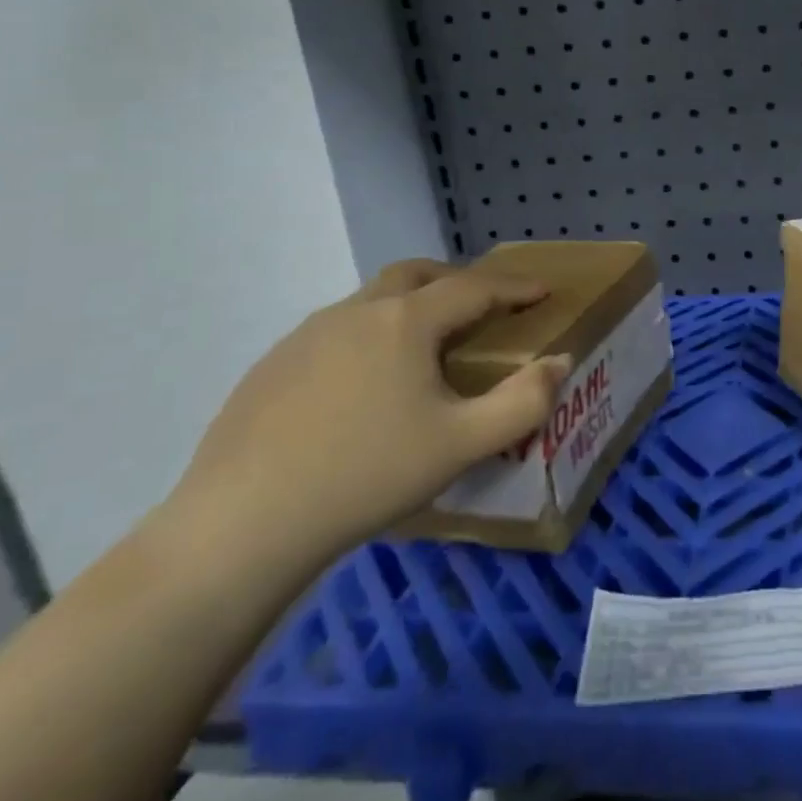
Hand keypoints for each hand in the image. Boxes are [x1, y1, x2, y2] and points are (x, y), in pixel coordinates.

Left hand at [167, 260, 568, 564]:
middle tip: (482, 305)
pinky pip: (335, 332)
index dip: (514, 287)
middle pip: (416, 275)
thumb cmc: (367, 475)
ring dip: (408, 306)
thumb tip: (560, 362)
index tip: (542, 291)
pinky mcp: (271, 366)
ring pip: (371, 300)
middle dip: (457, 280)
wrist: (241, 525)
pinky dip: (368, 336)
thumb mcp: (462, 444)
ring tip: (424, 346)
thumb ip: (524, 401)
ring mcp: (305, 336)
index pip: (474, 287)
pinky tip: (363, 385)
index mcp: (405, 321)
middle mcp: (355, 312)